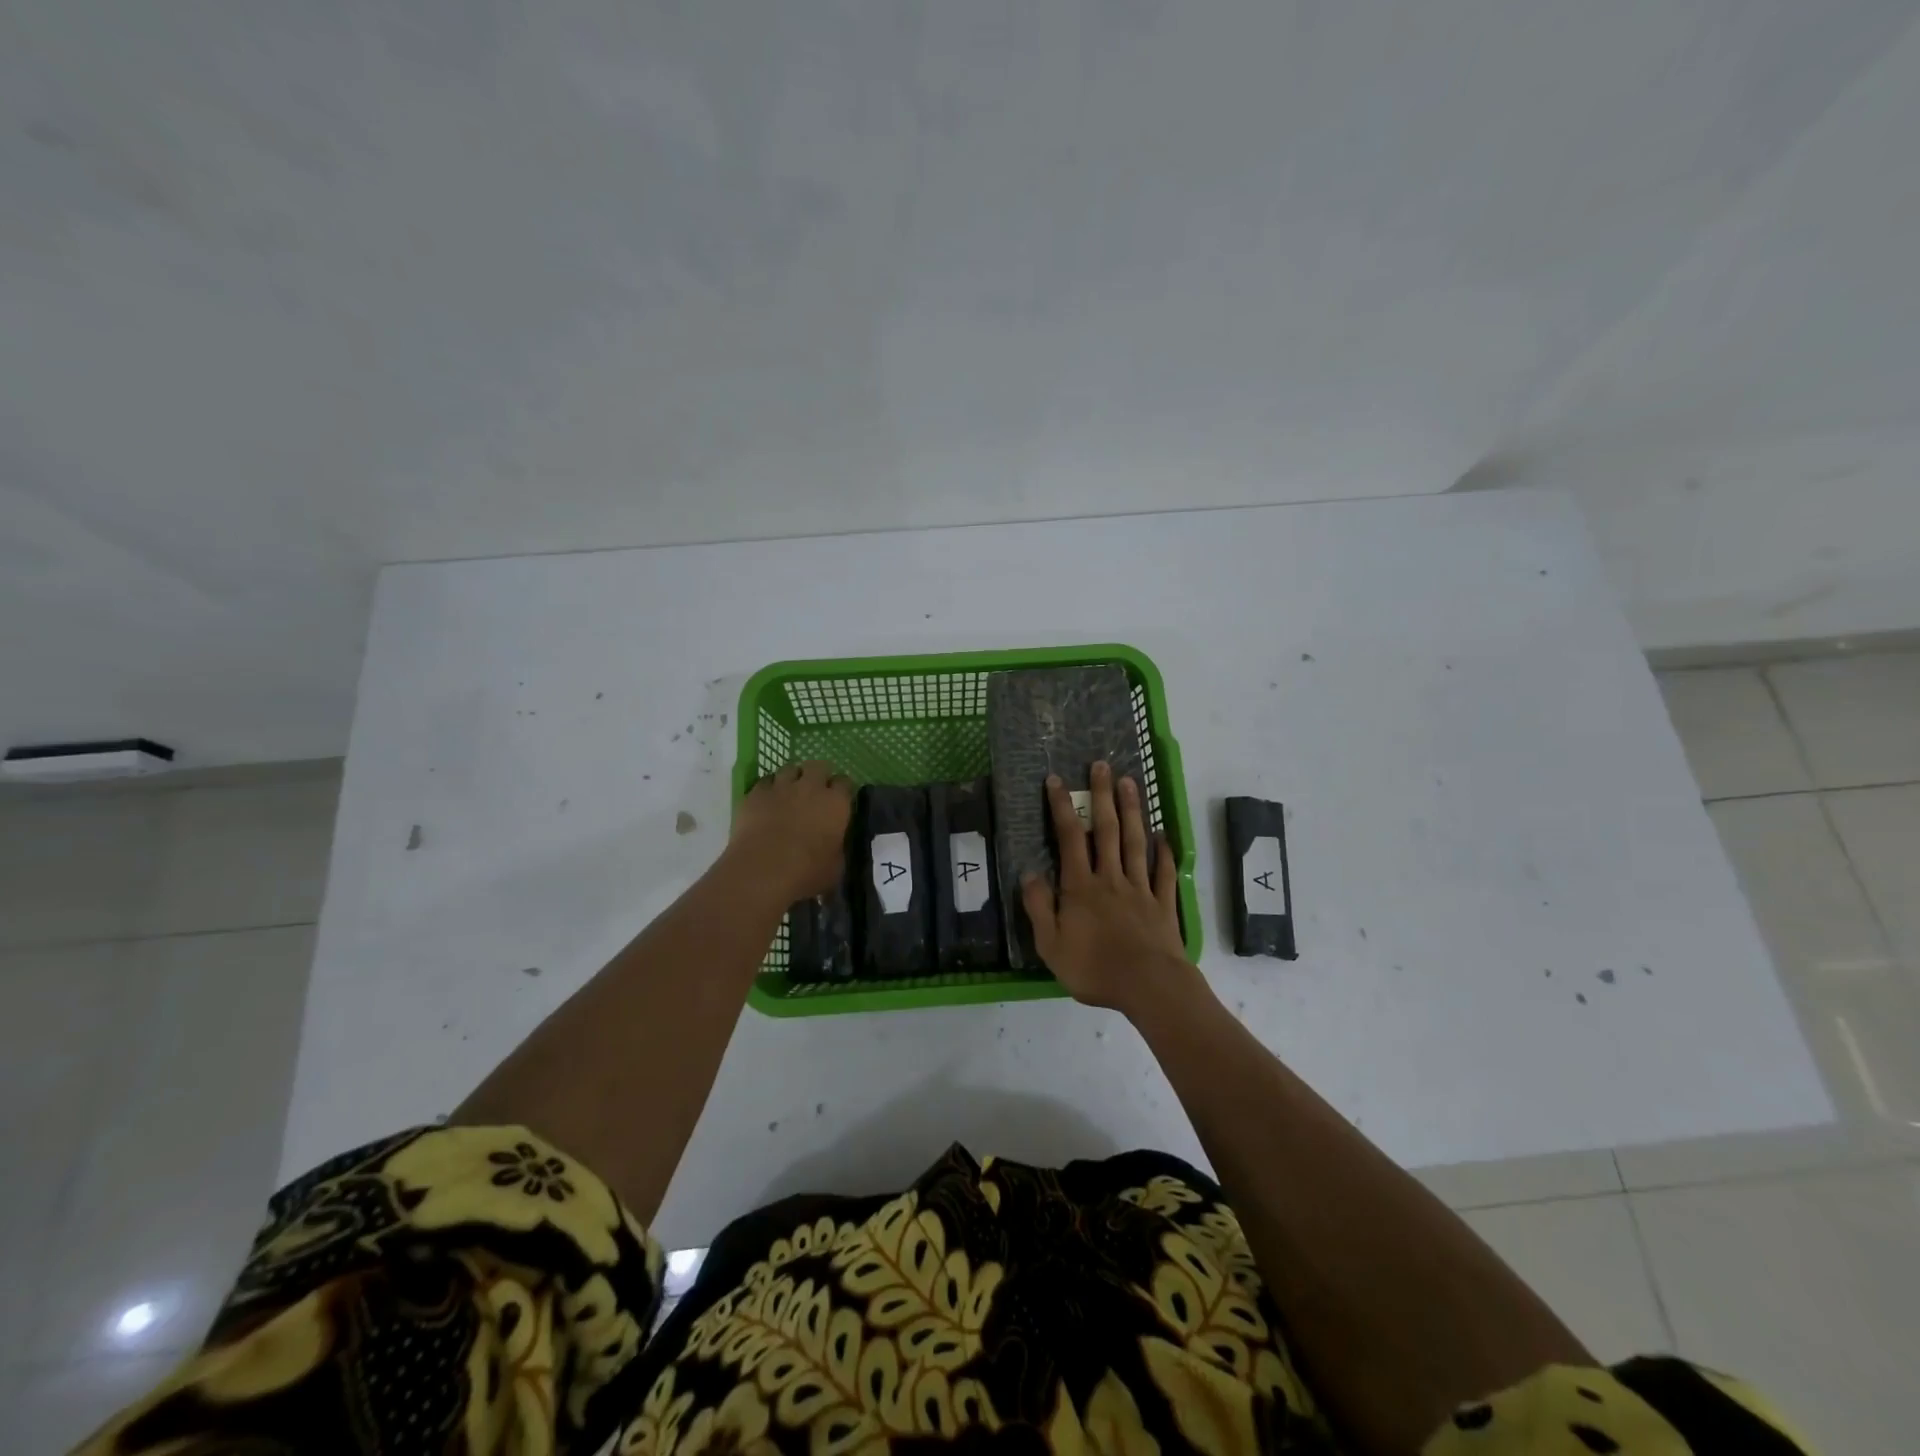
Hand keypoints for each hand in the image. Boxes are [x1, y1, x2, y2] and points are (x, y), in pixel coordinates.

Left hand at [728, 760, 853, 902]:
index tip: (839, 800)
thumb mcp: (836, 867)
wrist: (762, 871)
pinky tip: (767, 801)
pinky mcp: (756, 794)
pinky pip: (765, 782)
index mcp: (836, 803)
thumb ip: (838, 848)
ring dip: (793, 778)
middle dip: (819, 775)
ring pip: (790, 769)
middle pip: (819, 766)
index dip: (842, 790)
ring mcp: (781, 787)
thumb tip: (836, 845)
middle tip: (815, 791)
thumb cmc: (807, 873)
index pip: (845, 783)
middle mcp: (811, 787)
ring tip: (790, 792)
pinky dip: (769, 788)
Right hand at [1021, 760, 1189, 1012]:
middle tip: (1101, 765)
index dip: (1062, 807)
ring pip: (1134, 842)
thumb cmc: (1094, 968)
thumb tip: (1028, 873)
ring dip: (1131, 811)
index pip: (1069, 838)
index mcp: (1080, 887)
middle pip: (1105, 830)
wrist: (1149, 986)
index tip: (1057, 780)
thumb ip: (1039, 907)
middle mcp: (1110, 878)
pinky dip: (1164, 852)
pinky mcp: (1163, 903)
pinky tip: (1164, 835)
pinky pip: (1163, 872)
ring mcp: (1140, 888)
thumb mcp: (1050, 945)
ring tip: (1130, 782)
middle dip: (1102, 796)